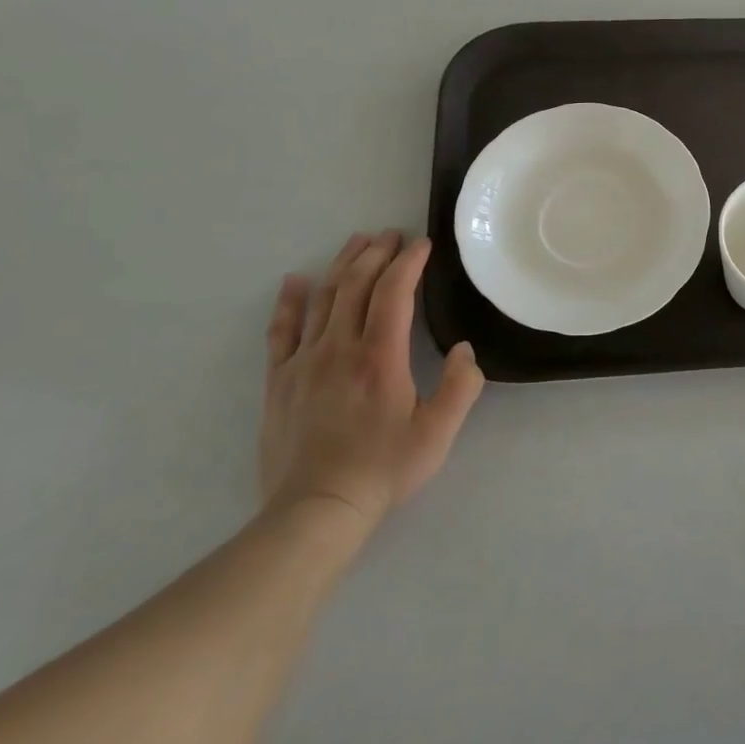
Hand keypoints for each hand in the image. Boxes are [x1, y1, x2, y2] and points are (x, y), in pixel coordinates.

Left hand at [258, 230, 485, 536]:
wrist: (316, 509)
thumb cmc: (384, 469)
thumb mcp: (439, 432)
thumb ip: (461, 386)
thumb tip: (465, 349)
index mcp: (380, 357)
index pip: (394, 292)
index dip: (409, 262)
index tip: (422, 244)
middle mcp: (339, 348)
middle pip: (356, 285)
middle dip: (376, 253)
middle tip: (392, 234)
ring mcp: (304, 361)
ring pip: (323, 298)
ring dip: (342, 265)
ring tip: (356, 242)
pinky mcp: (279, 380)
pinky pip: (282, 330)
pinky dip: (290, 301)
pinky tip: (295, 281)